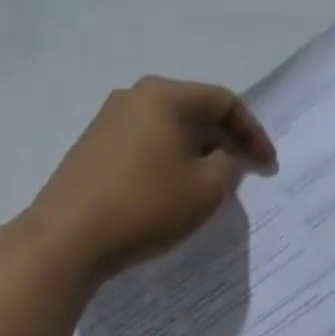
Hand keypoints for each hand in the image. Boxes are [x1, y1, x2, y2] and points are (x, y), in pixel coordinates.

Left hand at [28, 77, 275, 284]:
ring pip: (169, 128)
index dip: (253, 133)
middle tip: (246, 171)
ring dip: (198, 151)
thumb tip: (227, 157)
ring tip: (213, 183)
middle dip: (226, 140)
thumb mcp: (207, 189)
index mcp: (165, 96)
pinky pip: (145, 144)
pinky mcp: (92, 147)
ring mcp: (108, 121)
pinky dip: (170, 160)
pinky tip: (174, 189)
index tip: (268, 166)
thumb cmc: (147, 206)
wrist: (66, 239)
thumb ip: (231, 165)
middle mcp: (134, 97)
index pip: (224, 102)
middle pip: (195, 110)